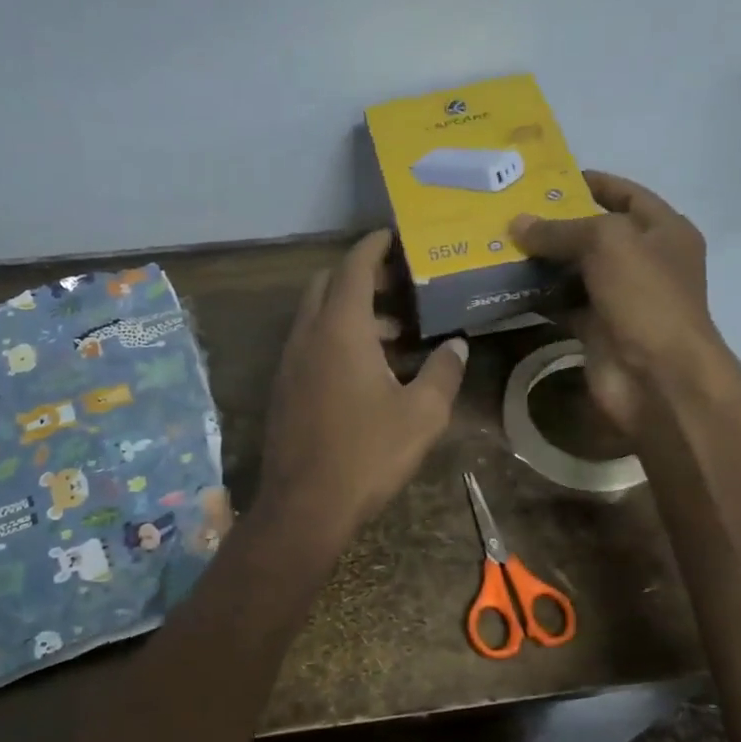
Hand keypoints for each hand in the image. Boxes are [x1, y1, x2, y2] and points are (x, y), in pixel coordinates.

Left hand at [257, 230, 468, 543]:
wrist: (305, 506)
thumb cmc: (367, 455)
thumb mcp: (421, 415)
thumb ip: (443, 373)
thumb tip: (457, 347)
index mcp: (340, 330)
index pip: (353, 267)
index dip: (373, 246)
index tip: (393, 235)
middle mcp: (307, 336)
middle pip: (327, 285)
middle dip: (361, 277)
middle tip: (400, 288)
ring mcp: (289, 363)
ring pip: (316, 317)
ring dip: (350, 313)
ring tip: (395, 335)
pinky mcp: (284, 389)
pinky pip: (309, 345)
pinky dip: (335, 339)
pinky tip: (366, 371)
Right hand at [512, 171, 739, 437]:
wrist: (656, 377)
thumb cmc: (644, 297)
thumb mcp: (606, 243)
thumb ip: (560, 230)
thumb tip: (517, 223)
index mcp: (664, 232)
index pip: (626, 195)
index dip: (591, 183)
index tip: (548, 177)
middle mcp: (645, 263)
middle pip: (596, 236)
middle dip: (557, 226)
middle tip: (510, 214)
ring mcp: (621, 301)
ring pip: (576, 274)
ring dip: (543, 264)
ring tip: (499, 246)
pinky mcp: (598, 333)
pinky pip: (564, 307)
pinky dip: (539, 300)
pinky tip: (507, 287)